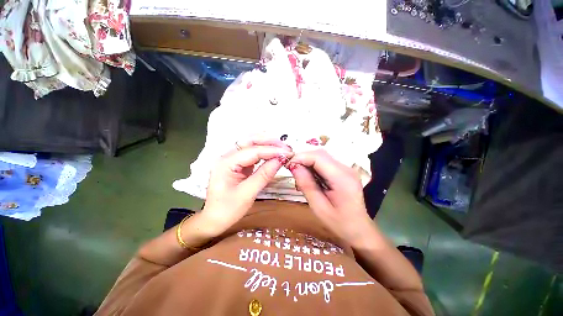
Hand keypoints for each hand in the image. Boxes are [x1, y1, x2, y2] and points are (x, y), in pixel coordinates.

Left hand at [200, 138, 293, 234]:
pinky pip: (252, 153)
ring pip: (251, 144)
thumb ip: (264, 175)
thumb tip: (280, 160)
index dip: (272, 151)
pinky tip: (273, 154)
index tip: (288, 153)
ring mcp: (232, 159)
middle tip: (286, 147)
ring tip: (282, 149)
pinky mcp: (238, 164)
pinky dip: (264, 152)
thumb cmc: (227, 210)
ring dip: (267, 144)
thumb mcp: (247, 194)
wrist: (214, 219)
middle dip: (269, 142)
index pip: (253, 151)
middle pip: (250, 141)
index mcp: (226, 163)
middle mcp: (228, 156)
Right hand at [287, 150, 372, 243]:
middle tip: (291, 169)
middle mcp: (346, 169)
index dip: (301, 157)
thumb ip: (306, 185)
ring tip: (299, 173)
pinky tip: (309, 176)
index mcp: (342, 179)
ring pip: (322, 156)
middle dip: (303, 158)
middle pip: (320, 154)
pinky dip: (313, 165)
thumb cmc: (339, 223)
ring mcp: (346, 168)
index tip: (288, 165)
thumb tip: (294, 166)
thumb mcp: (318, 207)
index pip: (318, 157)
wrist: (359, 229)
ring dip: (308, 161)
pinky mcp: (344, 171)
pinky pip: (325, 162)